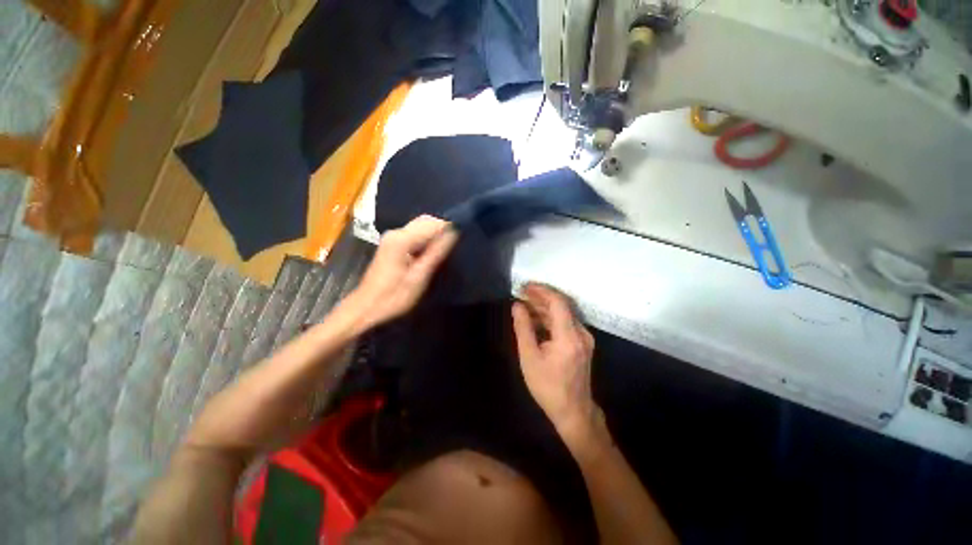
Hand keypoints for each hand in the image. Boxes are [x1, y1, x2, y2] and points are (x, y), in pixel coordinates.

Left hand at [350, 215, 457, 329]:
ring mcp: (393, 237)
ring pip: (421, 226)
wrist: (366, 308)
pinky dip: (427, 239)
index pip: (432, 224)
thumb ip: (436, 253)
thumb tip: (454, 232)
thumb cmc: (393, 297)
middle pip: (425, 221)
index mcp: (402, 239)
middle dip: (443, 229)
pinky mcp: (392, 244)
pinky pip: (415, 234)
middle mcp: (396, 232)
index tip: (464, 239)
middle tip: (457, 245)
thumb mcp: (419, 277)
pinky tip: (433, 251)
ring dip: (436, 234)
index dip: (449, 228)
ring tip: (448, 249)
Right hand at [512, 283, 599, 448]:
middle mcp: (581, 333)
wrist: (573, 411)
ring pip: (564, 313)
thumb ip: (523, 328)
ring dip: (545, 307)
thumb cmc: (548, 387)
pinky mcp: (583, 342)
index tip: (524, 287)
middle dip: (541, 297)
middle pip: (561, 305)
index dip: (541, 291)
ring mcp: (584, 337)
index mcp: (569, 336)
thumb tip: (517, 306)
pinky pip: (566, 322)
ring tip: (525, 304)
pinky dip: (551, 317)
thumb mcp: (529, 357)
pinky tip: (536, 318)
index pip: (557, 302)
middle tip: (521, 293)